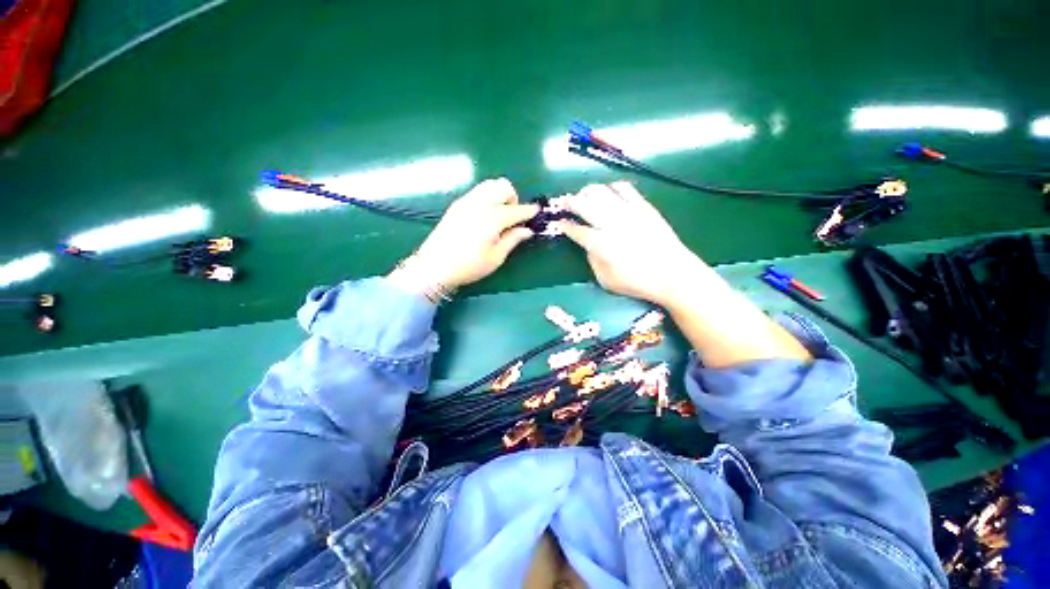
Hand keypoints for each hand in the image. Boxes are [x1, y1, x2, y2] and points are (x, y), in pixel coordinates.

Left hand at [390, 178, 538, 292]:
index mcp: (492, 218)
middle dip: (513, 198)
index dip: (529, 211)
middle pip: (503, 186)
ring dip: (500, 195)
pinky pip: (477, 191)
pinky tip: (485, 216)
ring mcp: (466, 202)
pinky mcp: (457, 205)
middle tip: (513, 217)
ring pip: (489, 185)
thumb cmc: (469, 266)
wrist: (435, 266)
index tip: (537, 212)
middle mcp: (480, 204)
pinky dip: (487, 197)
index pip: (516, 210)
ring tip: (499, 215)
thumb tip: (527, 230)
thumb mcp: (496, 258)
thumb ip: (513, 240)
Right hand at [560, 182, 810, 365]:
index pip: (576, 230)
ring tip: (584, 196)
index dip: (564, 225)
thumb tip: (588, 245)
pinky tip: (609, 194)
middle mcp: (611, 224)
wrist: (673, 274)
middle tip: (565, 204)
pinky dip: (612, 187)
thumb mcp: (606, 280)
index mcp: (600, 244)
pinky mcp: (643, 207)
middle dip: (570, 202)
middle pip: (583, 204)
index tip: (560, 223)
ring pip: (601, 191)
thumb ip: (592, 260)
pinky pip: (624, 188)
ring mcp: (628, 212)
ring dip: (587, 192)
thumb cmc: (637, 282)